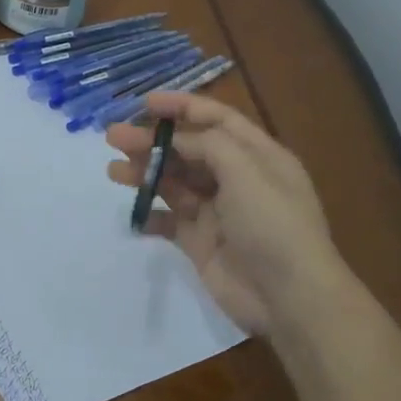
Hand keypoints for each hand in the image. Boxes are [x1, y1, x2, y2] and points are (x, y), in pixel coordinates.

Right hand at [106, 93, 338, 334]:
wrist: (288, 297)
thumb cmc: (273, 225)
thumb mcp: (247, 171)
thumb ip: (209, 145)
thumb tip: (178, 139)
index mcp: (258, 155)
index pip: (217, 120)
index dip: (182, 107)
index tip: (144, 103)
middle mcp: (237, 179)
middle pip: (188, 150)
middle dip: (152, 141)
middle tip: (113, 137)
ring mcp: (218, 212)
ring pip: (174, 183)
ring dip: (145, 173)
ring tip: (113, 171)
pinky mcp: (201, 242)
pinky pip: (169, 221)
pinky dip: (150, 215)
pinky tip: (132, 213)